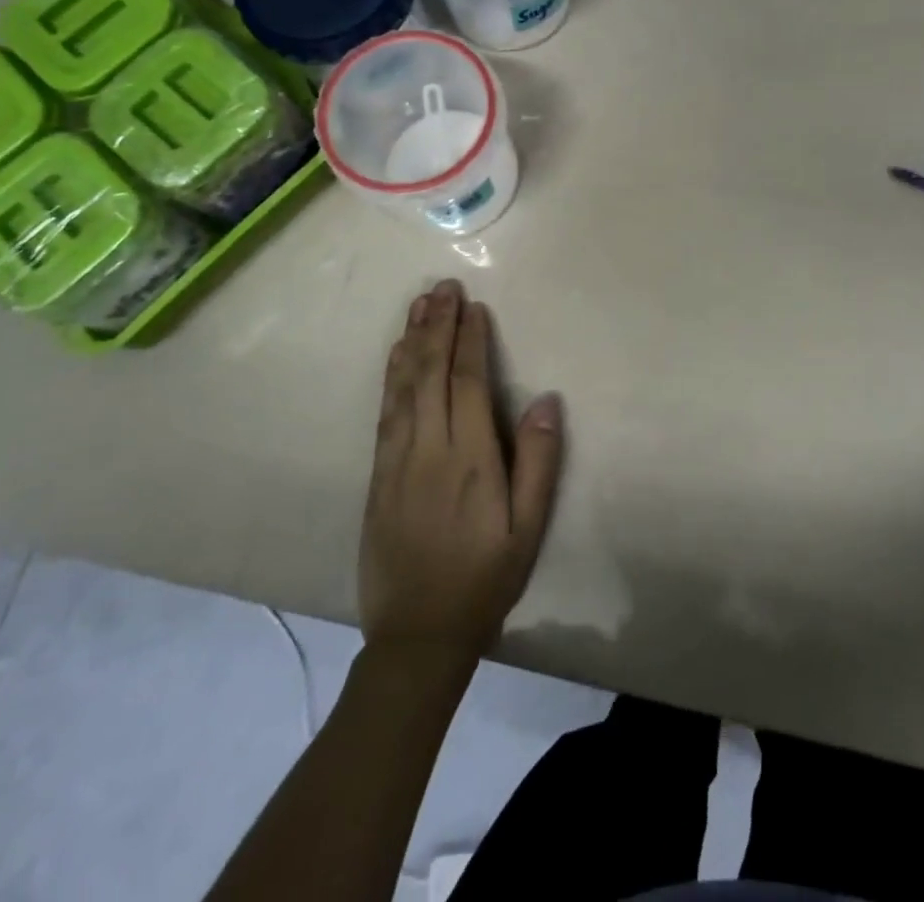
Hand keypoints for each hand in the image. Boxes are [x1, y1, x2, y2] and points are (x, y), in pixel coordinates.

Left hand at [359, 279, 563, 663]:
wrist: (417, 636)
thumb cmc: (485, 578)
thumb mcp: (528, 528)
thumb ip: (539, 461)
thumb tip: (546, 399)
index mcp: (470, 459)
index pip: (467, 383)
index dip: (469, 340)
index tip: (472, 305)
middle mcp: (428, 450)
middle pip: (430, 374)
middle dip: (437, 326)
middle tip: (442, 286)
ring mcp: (396, 461)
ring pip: (402, 388)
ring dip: (410, 341)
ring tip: (418, 304)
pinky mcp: (377, 476)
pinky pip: (384, 413)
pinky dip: (391, 377)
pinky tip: (396, 356)